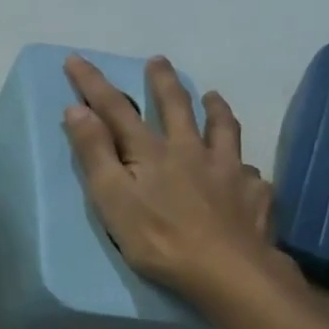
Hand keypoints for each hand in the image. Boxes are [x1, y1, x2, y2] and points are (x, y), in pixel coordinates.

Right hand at [63, 54, 294, 309]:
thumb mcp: (111, 197)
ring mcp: (227, 169)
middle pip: (176, 107)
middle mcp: (191, 150)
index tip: (76, 58)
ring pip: (222, 129)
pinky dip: (242, 164)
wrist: (226, 270)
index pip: (116, 109)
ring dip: (214, 109)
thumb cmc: (157, 238)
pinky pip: (249, 171)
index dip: (93, 83)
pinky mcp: (253, 193)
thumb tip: (76, 108)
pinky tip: (244, 170)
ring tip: (212, 96)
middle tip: (158, 61)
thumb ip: (94, 152)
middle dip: (163, 81)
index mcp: (151, 152)